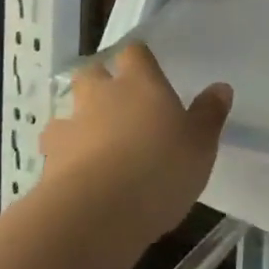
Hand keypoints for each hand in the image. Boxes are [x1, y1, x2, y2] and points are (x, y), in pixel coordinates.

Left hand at [39, 43, 231, 243]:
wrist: (96, 215)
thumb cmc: (159, 169)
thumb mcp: (199, 144)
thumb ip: (208, 115)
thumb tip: (221, 87)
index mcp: (140, 82)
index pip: (134, 52)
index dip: (138, 58)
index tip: (145, 67)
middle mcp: (101, 96)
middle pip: (92, 73)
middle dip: (99, 83)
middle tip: (114, 103)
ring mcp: (70, 128)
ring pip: (66, 113)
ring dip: (75, 123)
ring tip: (90, 144)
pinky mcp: (48, 165)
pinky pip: (54, 154)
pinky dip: (63, 161)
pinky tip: (76, 180)